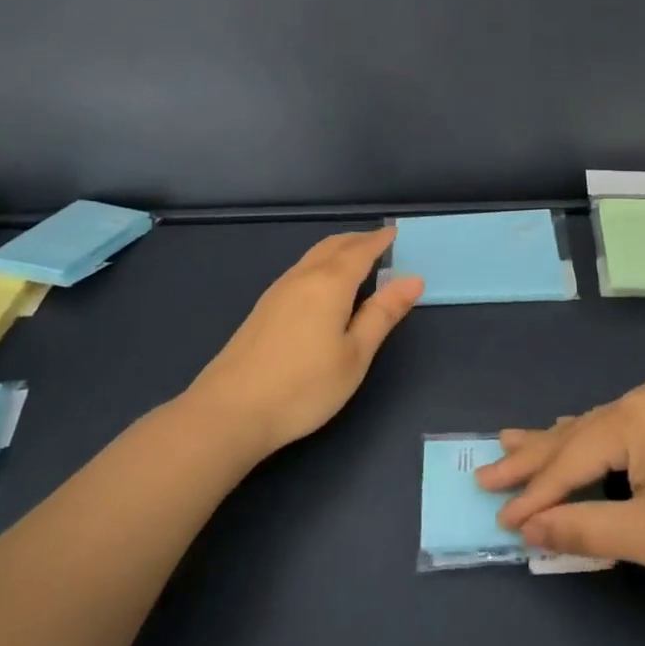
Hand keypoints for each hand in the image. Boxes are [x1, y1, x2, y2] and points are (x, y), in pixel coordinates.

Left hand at [184, 227, 422, 458]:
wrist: (231, 411)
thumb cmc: (304, 386)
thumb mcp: (355, 354)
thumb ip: (383, 314)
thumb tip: (413, 279)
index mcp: (330, 284)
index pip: (360, 251)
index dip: (379, 241)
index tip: (395, 233)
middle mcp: (302, 277)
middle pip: (333, 246)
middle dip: (358, 240)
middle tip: (380, 242)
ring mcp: (278, 292)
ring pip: (313, 257)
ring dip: (338, 250)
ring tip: (356, 259)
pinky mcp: (263, 309)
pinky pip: (301, 270)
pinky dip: (321, 264)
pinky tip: (323, 286)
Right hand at [476, 376, 644, 598]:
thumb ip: (582, 529)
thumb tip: (530, 529)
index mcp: (634, 416)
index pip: (569, 459)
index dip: (533, 494)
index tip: (497, 516)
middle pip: (577, 433)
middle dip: (532, 457)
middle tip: (485, 467)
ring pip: (599, 428)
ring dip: (559, 445)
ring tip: (513, 443)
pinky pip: (623, 429)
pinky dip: (594, 443)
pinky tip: (574, 440)